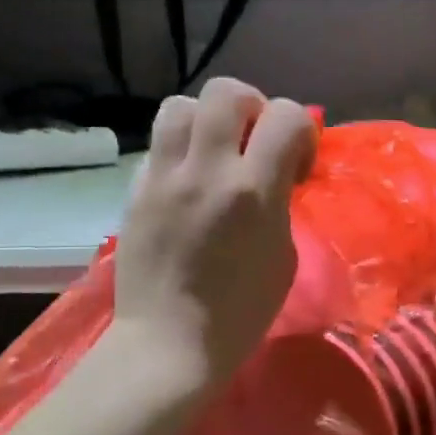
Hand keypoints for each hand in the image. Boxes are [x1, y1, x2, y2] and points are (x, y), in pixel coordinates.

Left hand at [112, 78, 315, 390]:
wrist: (170, 343)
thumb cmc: (242, 310)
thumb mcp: (284, 253)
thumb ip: (280, 200)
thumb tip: (276, 172)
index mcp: (253, 192)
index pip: (285, 115)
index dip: (300, 130)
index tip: (296, 164)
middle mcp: (206, 171)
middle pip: (226, 91)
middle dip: (252, 107)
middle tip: (254, 142)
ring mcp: (163, 177)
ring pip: (182, 105)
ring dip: (207, 120)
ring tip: (215, 152)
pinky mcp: (135, 190)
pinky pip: (159, 144)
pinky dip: (180, 150)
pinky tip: (188, 182)